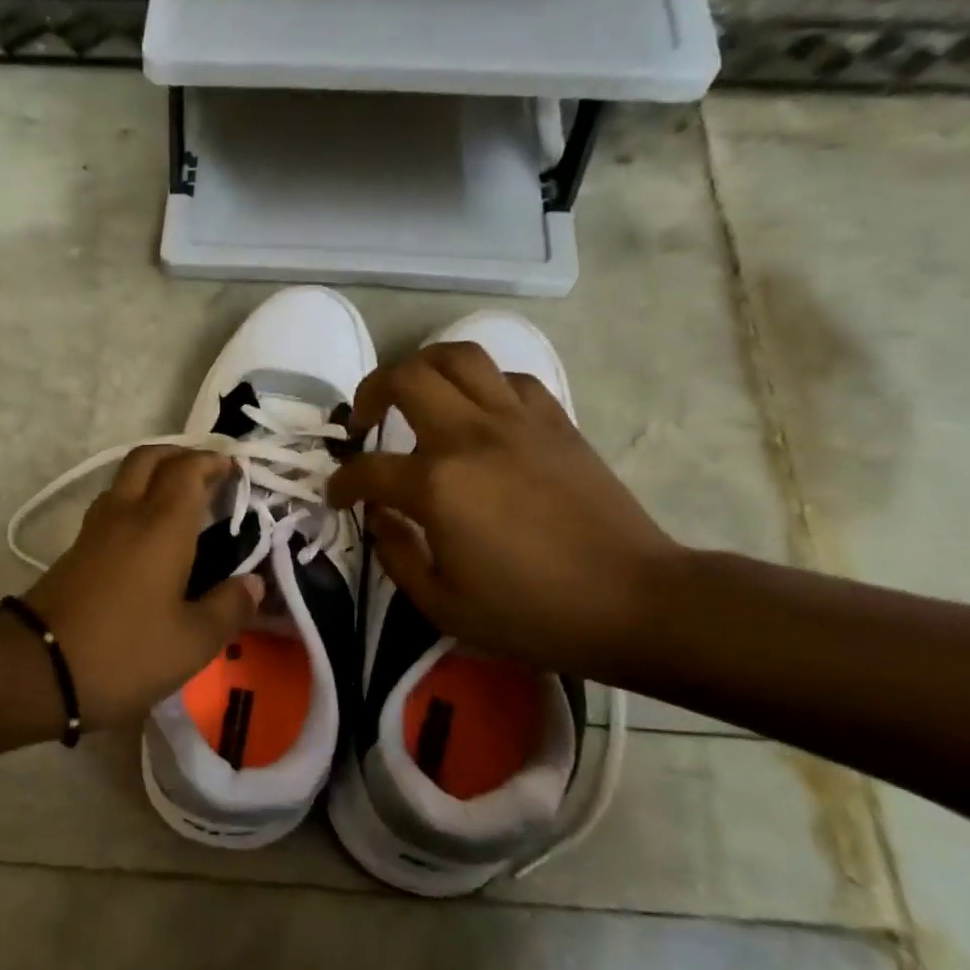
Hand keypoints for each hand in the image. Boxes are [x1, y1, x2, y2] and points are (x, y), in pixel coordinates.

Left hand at [22, 447, 263, 727]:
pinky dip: (134, 501)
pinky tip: (146, 535)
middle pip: (148, 458)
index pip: (187, 470)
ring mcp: (94, 531)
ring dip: (153, 475)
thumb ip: (229, 608)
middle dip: (179, 454)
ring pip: (124, 479)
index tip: (234, 469)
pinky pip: (110, 507)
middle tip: (206, 472)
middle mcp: (126, 515)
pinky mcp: (74, 552)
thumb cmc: (124, 653)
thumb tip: (254, 583)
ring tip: (179, 500)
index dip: (212, 461)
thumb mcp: (192, 643)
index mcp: (161, 526)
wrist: (36, 671)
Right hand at [326, 343, 680, 675]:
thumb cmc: (532, 613)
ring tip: (414, 395)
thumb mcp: (442, 606)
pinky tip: (477, 415)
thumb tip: (379, 519)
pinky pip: (508, 378)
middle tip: (365, 421)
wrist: (633, 602)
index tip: (337, 495)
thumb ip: (395, 556)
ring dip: (423, 367)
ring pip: (459, 356)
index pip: (368, 470)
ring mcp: (518, 420)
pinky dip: (481, 385)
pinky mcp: (556, 421)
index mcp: (438, 485)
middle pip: (406, 377)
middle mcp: (471, 436)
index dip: (342, 483)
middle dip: (371, 391)